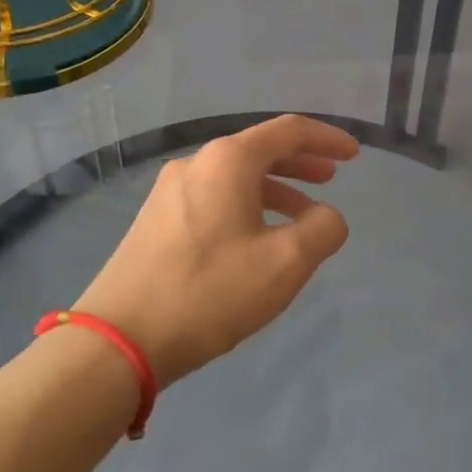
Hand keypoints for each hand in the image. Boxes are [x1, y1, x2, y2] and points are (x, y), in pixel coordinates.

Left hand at [73, 115, 359, 387]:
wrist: (118, 341)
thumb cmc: (209, 292)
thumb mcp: (285, 263)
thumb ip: (322, 229)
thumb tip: (326, 216)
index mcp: (228, 161)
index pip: (288, 131)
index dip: (326, 139)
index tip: (354, 155)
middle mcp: (196, 164)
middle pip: (259, 150)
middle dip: (300, 161)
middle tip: (331, 178)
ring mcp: (169, 192)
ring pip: (235, 177)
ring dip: (275, 188)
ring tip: (301, 215)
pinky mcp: (155, 222)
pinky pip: (214, 198)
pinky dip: (247, 206)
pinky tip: (256, 239)